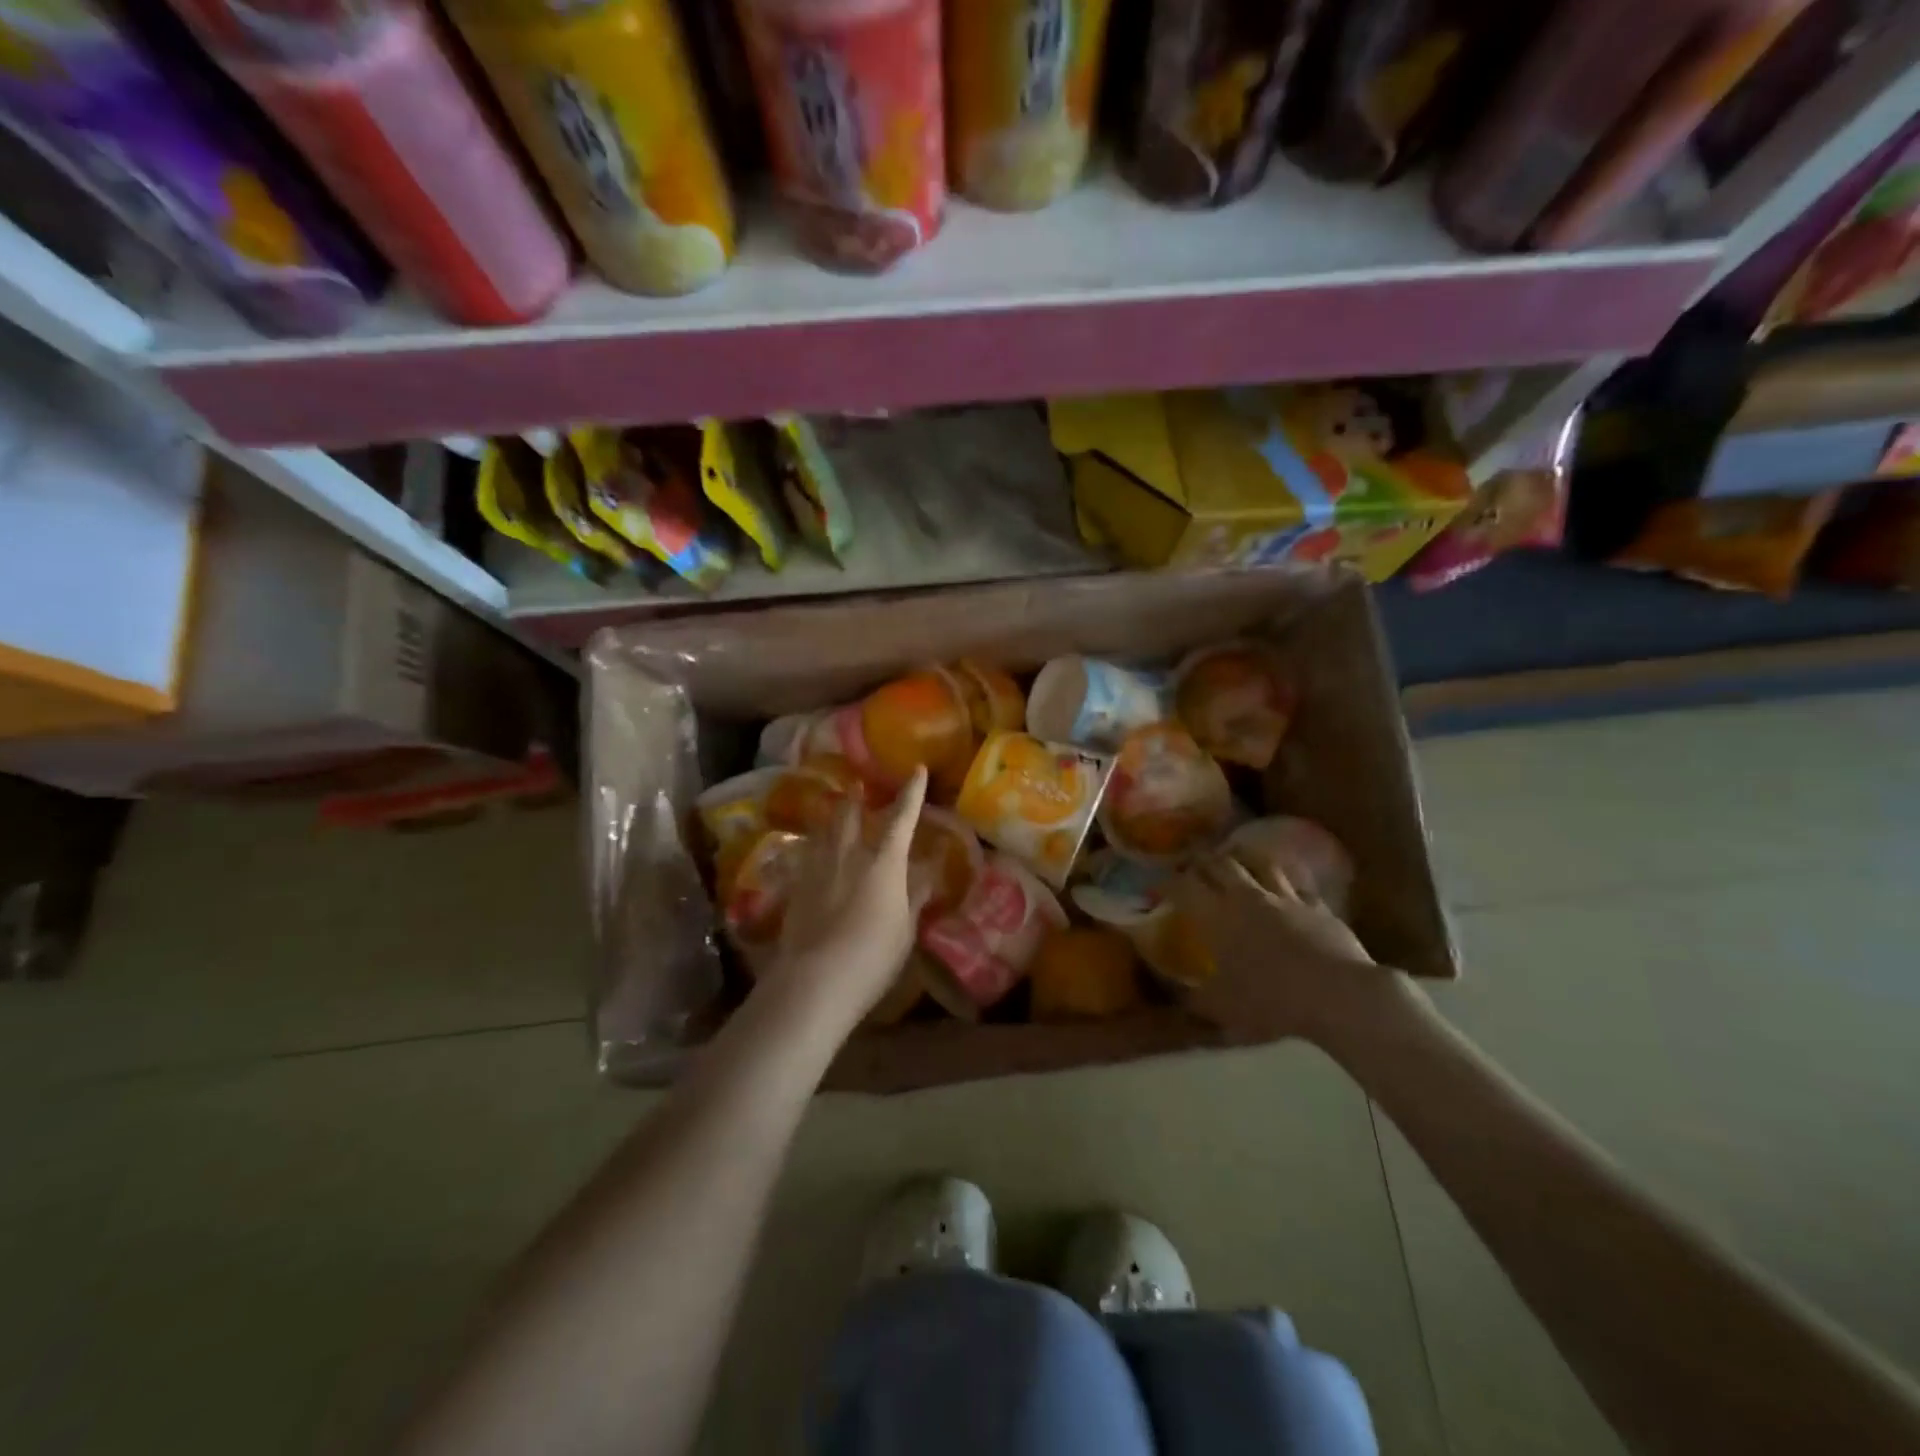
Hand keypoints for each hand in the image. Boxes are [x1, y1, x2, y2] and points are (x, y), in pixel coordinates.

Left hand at [762, 766, 928, 1032]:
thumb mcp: (904, 929)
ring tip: (834, 806)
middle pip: (852, 815)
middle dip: (858, 797)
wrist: (815, 978)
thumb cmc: (873, 955)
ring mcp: (818, 867)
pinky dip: (813, 844)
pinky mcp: (796, 885)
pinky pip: (806, 853)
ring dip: (832, 815)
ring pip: (824, 829)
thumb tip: (926, 872)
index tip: (917, 770)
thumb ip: (914, 896)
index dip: (912, 793)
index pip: (902, 819)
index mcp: (884, 863)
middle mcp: (850, 855)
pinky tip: (810, 848)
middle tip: (859, 784)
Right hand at [1171, 850, 1417, 1044]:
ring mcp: (1284, 897)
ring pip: (1261, 862)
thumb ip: (1193, 997)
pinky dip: (1287, 879)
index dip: (1167, 883)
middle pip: (1220, 864)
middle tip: (1195, 867)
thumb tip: (1174, 991)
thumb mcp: (1222, 1008)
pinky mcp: (1317, 904)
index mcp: (1217, 917)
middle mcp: (1246, 897)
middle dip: (1203, 862)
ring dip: (1246, 859)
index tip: (1158, 888)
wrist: (1336, 994)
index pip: (1183, 887)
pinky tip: (1287, 884)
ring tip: (1239, 861)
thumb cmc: (1270, 1000)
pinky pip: (1298, 882)